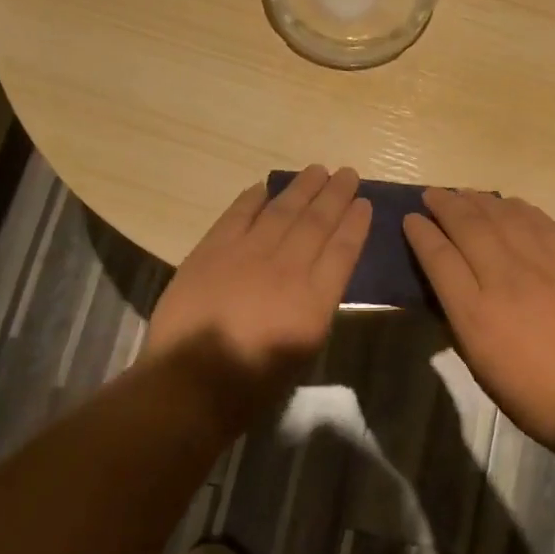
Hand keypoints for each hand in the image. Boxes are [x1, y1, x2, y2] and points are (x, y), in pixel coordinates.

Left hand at [146, 166, 370, 430]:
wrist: (190, 382)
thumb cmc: (252, 382)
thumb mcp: (303, 351)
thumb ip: (315, 307)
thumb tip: (319, 276)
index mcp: (314, 299)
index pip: (343, 250)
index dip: (355, 223)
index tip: (364, 203)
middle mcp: (287, 267)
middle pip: (317, 221)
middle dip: (335, 195)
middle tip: (347, 173)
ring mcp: (247, 253)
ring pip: (282, 210)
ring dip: (302, 187)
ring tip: (317, 170)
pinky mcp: (213, 249)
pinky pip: (238, 214)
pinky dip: (253, 198)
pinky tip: (264, 187)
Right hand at [404, 190, 554, 452]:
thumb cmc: (530, 393)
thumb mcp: (478, 361)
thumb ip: (459, 315)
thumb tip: (448, 280)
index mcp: (474, 313)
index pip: (439, 257)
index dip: (421, 233)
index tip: (411, 219)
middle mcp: (504, 279)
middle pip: (468, 227)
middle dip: (445, 205)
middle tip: (432, 195)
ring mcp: (542, 266)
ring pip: (503, 217)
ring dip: (478, 199)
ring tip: (464, 193)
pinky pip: (540, 222)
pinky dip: (518, 207)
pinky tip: (507, 203)